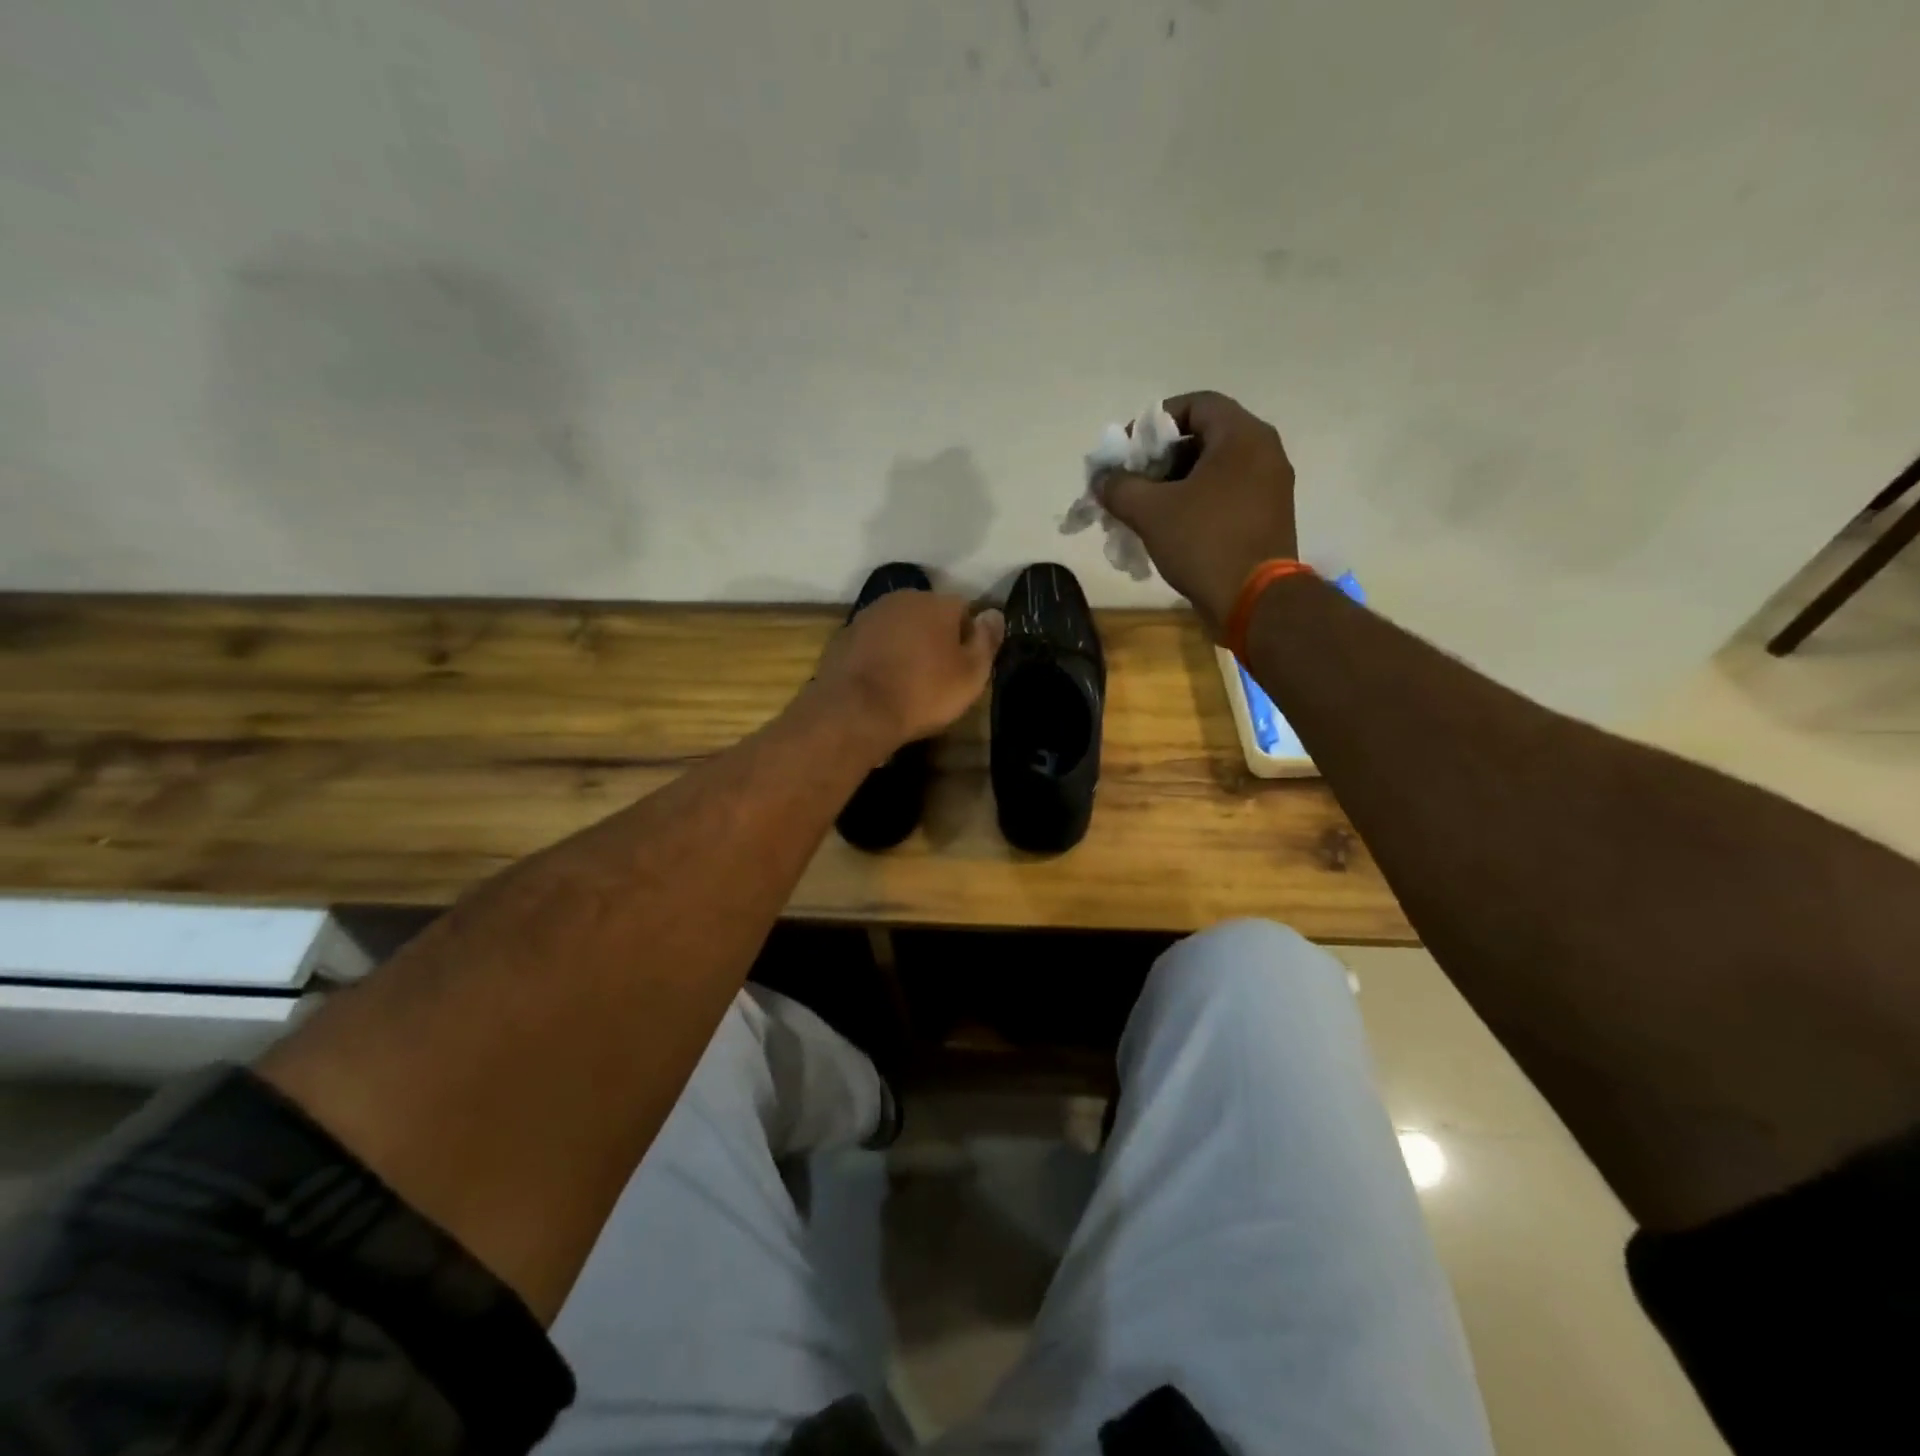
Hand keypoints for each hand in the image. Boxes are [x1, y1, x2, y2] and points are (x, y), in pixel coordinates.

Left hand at [813, 591, 1004, 753]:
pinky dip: (880, 655)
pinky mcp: (844, 636)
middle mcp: (902, 599)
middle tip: (938, 674)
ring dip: (906, 644)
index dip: (968, 637)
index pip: (964, 609)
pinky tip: (881, 682)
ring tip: (907, 680)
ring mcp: (869, 615)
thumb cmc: (923, 693)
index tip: (966, 666)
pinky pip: (873, 642)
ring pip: (898, 626)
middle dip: (935, 637)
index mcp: (937, 603)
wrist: (855, 711)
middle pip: (929, 614)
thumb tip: (994, 614)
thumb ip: (987, 641)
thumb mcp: (971, 675)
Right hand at [1096, 391, 1298, 638]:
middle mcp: (1264, 452)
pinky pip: (1226, 495)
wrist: (1254, 601)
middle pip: (1204, 437)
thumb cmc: (1205, 543)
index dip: (1155, 422)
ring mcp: (1270, 486)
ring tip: (1145, 508)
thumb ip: (1120, 487)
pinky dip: (1196, 502)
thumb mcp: (1151, 512)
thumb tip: (1102, 480)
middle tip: (1132, 481)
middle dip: (1161, 458)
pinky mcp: (1267, 517)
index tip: (1129, 450)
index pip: (1195, 404)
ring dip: (1175, 483)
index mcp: (1242, 436)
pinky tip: (1170, 527)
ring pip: (1214, 470)